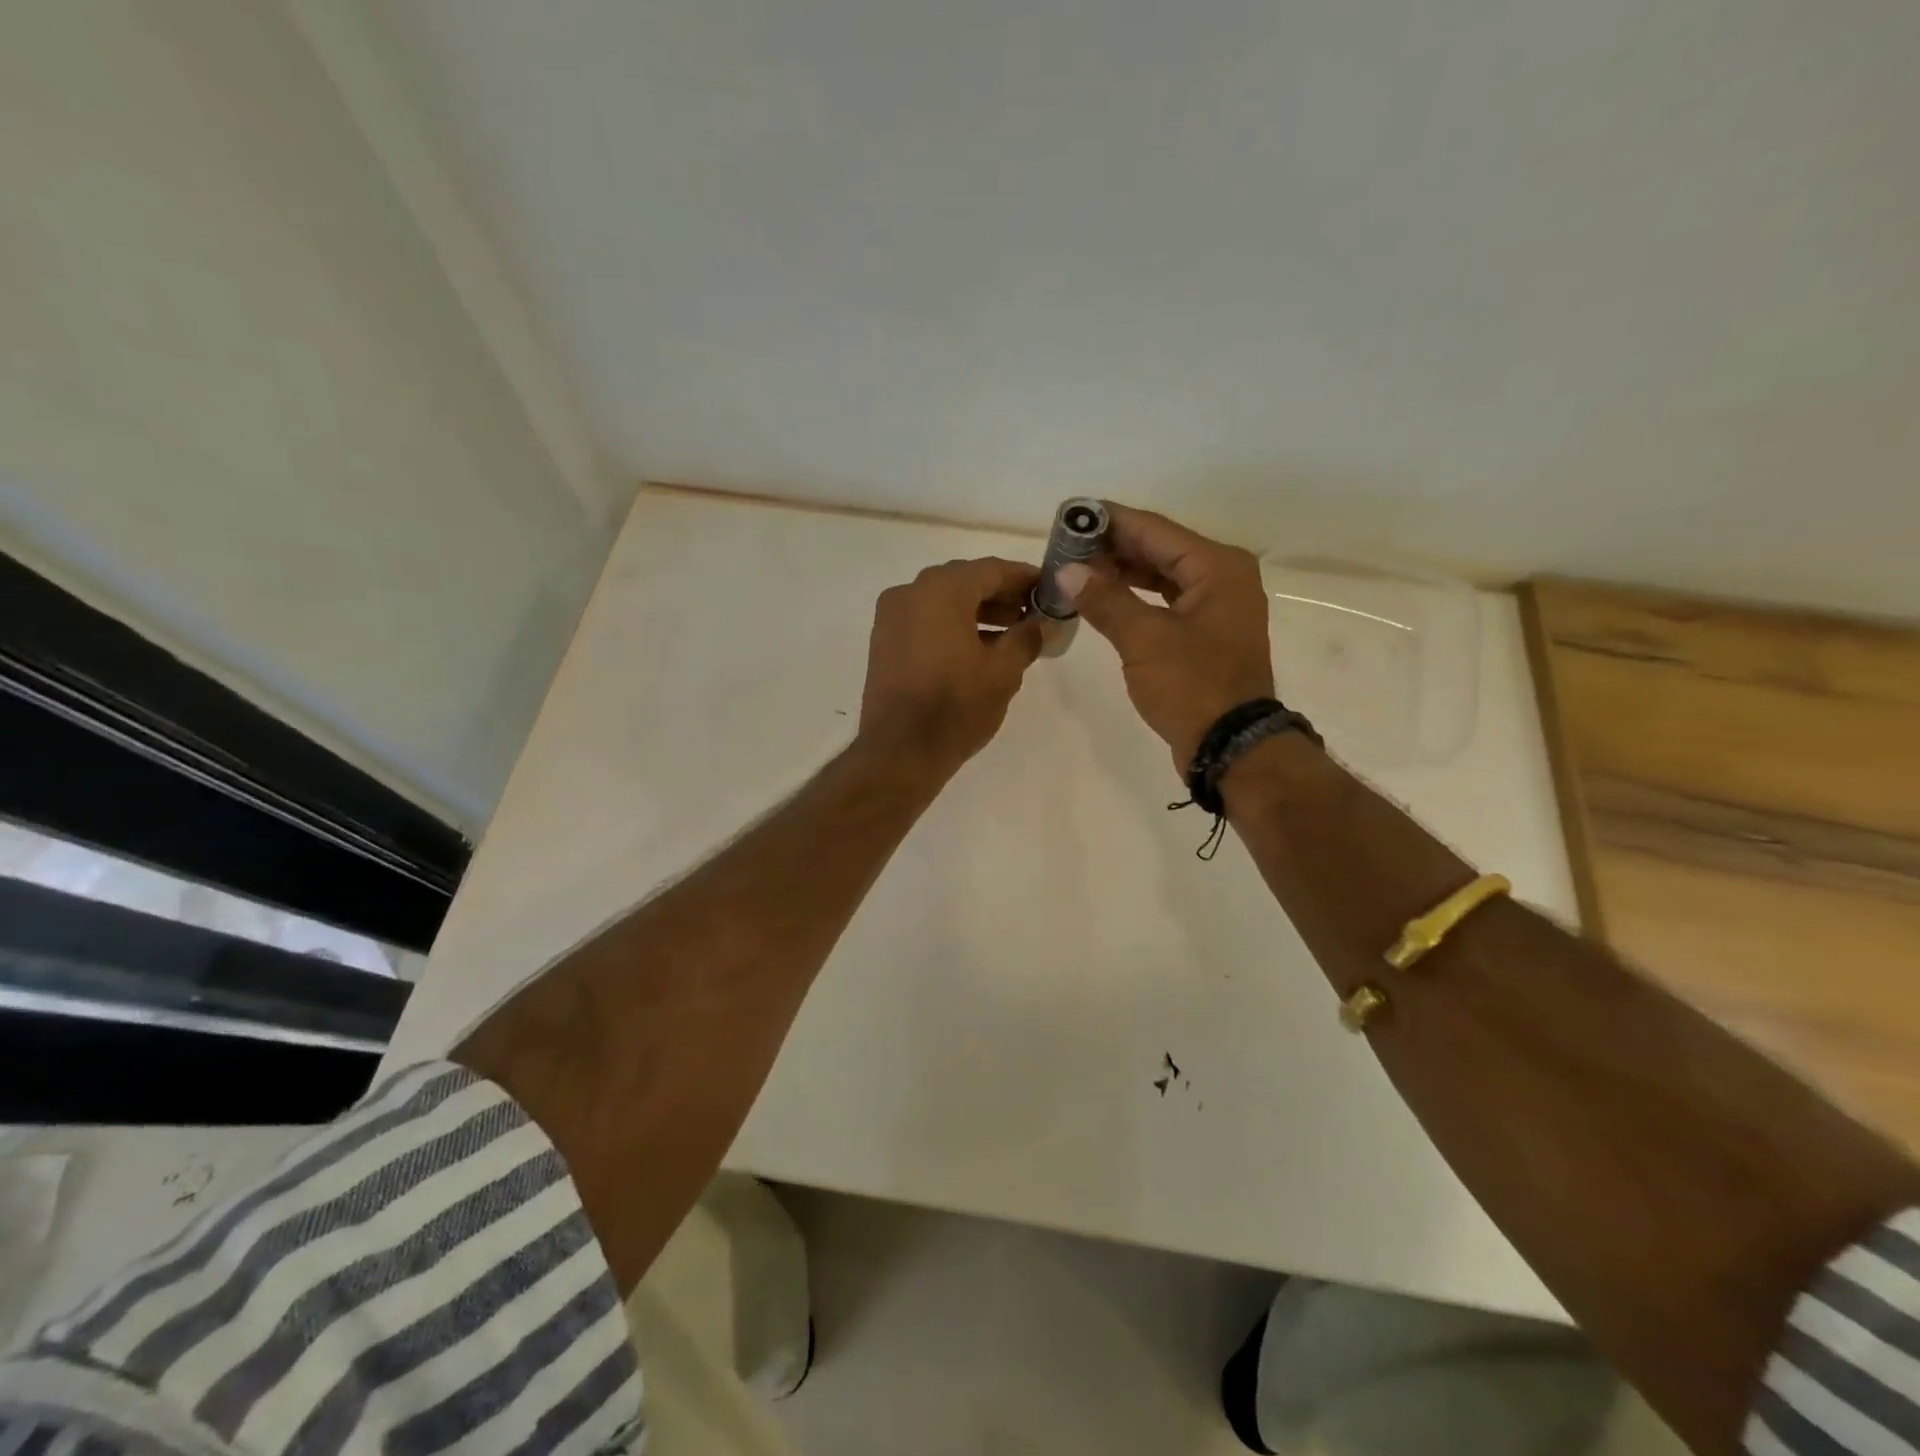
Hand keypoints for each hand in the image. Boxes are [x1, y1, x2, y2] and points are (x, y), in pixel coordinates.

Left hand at [860, 557, 1044, 778]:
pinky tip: (980, 649)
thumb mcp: (1003, 672)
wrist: (899, 753)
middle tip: (1034, 613)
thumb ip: (1027, 637)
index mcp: (941, 590)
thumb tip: (1042, 624)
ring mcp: (891, 618)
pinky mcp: (884, 643)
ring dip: (979, 613)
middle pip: (965, 582)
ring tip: (1013, 634)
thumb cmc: (956, 707)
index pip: (992, 570)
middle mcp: (910, 593)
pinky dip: (953, 627)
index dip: (1025, 578)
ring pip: (944, 602)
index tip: (1050, 589)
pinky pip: (926, 622)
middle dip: (1002, 595)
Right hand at [1056, 504, 1273, 769]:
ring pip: (1162, 576)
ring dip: (1122, 573)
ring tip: (1077, 569)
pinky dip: (1135, 598)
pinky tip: (1104, 598)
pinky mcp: (1206, 634)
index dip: (1110, 521)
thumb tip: (1067, 571)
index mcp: (1217, 567)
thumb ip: (1105, 599)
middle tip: (1066, 544)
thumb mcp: (1144, 639)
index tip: (1071, 513)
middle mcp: (1223, 578)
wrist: (1231, 746)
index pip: (1154, 530)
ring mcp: (1216, 607)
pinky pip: (1166, 601)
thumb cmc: (1192, 686)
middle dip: (1112, 547)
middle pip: (1160, 549)